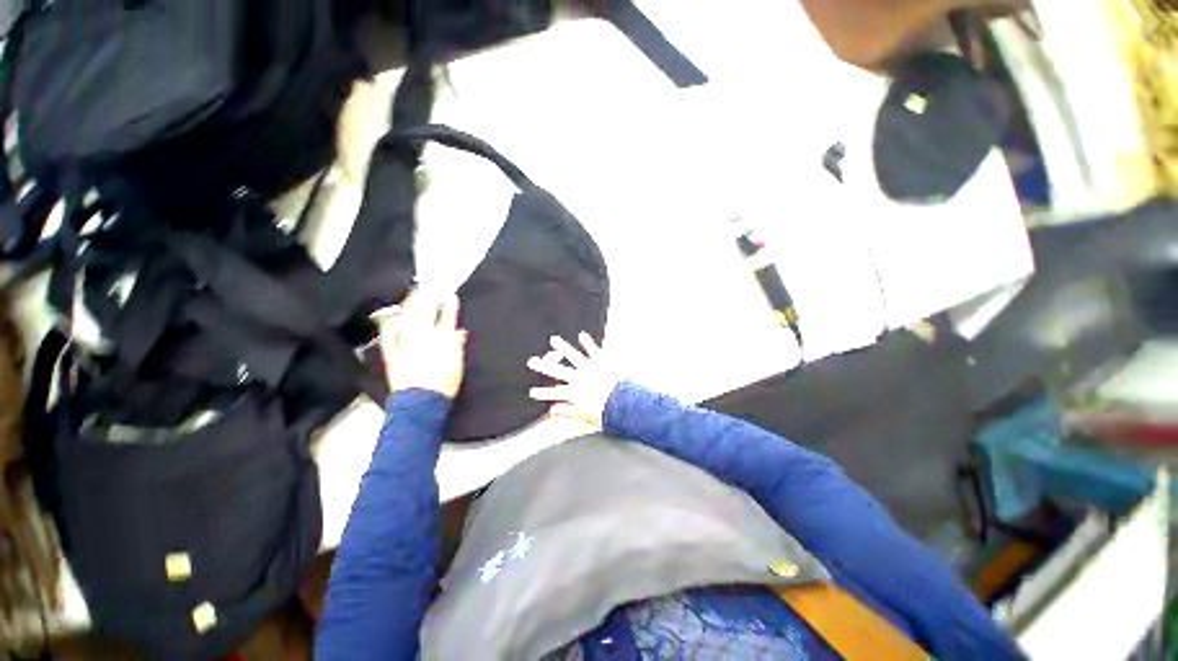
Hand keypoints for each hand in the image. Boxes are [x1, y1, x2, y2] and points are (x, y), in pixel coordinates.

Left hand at [376, 292, 467, 397]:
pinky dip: (388, 325)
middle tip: (428, 287)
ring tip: (411, 296)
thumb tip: (458, 333)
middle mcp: (421, 336)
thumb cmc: (441, 387)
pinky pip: (387, 335)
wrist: (420, 403)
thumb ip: (456, 347)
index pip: (446, 317)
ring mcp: (404, 343)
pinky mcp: (391, 354)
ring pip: (405, 317)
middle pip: (423, 311)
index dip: (449, 305)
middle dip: (426, 297)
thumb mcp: (456, 367)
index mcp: (441, 339)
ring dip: (409, 305)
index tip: (451, 296)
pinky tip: (388, 318)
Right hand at [527, 332, 618, 428]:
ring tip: (554, 340)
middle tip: (531, 362)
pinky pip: (593, 350)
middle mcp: (577, 378)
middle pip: (556, 370)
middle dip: (542, 365)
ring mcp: (589, 367)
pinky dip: (588, 343)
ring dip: (562, 347)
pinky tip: (582, 336)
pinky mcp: (601, 361)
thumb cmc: (603, 412)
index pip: (552, 394)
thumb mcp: (581, 416)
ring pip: (572, 355)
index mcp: (573, 393)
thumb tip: (552, 412)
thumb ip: (566, 412)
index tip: (532, 392)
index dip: (542, 393)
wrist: (621, 402)